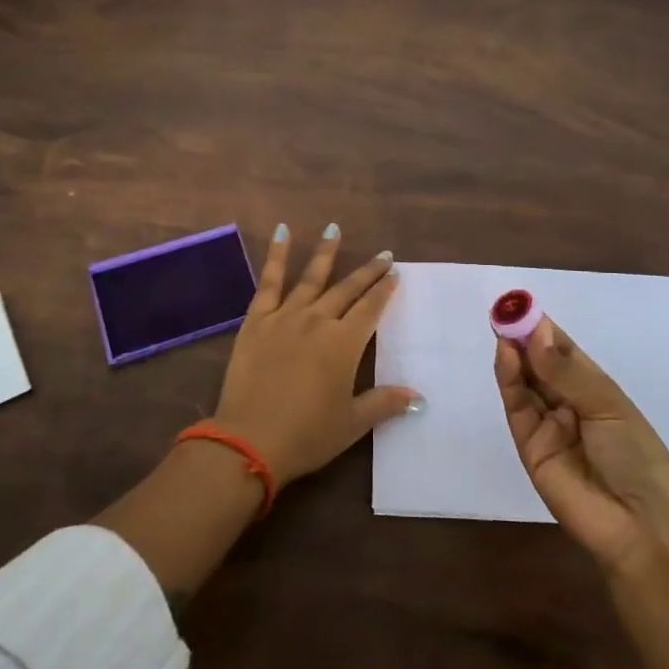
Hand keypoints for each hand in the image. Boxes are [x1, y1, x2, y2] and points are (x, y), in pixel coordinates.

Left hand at [213, 223, 419, 486]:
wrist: (250, 440)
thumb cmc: (307, 435)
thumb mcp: (352, 423)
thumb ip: (384, 403)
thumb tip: (419, 398)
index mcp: (344, 343)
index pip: (371, 308)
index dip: (384, 289)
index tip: (395, 273)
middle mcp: (318, 320)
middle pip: (347, 289)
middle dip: (367, 271)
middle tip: (383, 254)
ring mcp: (285, 317)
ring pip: (311, 277)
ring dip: (325, 252)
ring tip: (334, 229)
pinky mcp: (256, 320)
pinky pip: (269, 282)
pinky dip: (277, 256)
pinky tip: (282, 232)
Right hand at [495, 316, 668, 573]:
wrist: (638, 524)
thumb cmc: (637, 457)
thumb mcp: (607, 406)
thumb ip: (566, 372)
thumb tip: (534, 334)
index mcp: (595, 392)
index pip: (564, 353)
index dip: (544, 330)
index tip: (523, 306)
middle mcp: (569, 404)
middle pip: (540, 366)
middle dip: (524, 338)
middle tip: (506, 311)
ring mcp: (547, 426)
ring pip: (525, 383)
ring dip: (514, 355)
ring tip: (503, 327)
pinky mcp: (529, 446)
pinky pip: (517, 408)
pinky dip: (509, 381)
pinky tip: (506, 356)